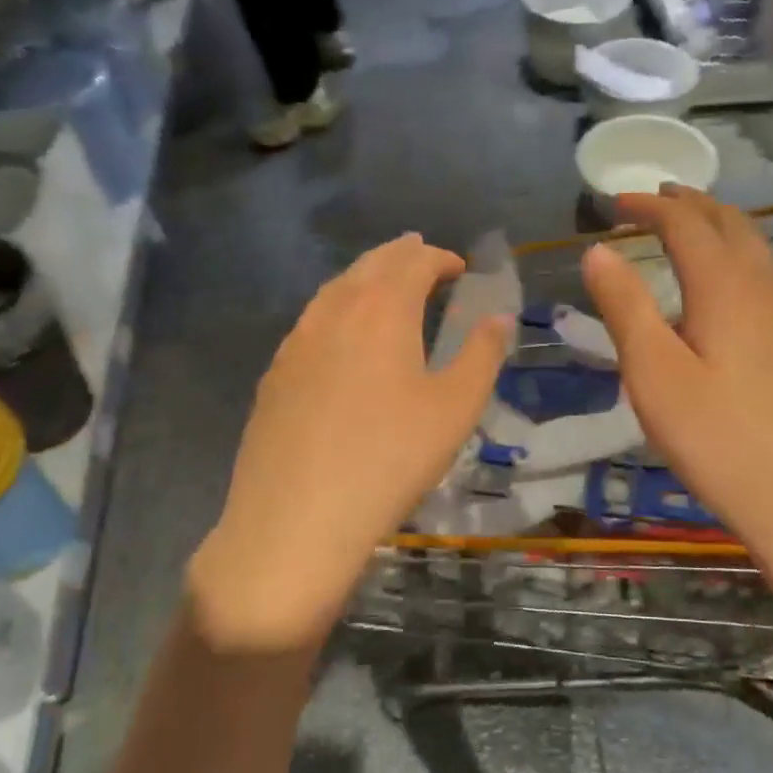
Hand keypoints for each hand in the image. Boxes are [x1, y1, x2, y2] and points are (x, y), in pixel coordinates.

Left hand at [188, 234, 509, 654]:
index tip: (459, 268)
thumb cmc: (390, 459)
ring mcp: (296, 342)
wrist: (296, 518)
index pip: (413, 262)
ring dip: (364, 278)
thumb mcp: (454, 409)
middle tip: (420, 254)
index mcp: (382, 311)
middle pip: (369, 266)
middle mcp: (334, 312)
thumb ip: (482, 356)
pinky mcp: (274, 375)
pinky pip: (311, 322)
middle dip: (399, 255)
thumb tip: (498, 318)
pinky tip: (340, 336)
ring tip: (382, 284)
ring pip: (334, 291)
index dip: (439, 258)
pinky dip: (336, 310)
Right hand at [581, 188, 772, 559]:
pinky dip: (738, 257)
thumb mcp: (654, 374)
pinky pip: (767, 276)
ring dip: (718, 227)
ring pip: (755, 248)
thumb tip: (598, 249)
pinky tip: (728, 288)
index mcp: (726, 285)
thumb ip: (625, 306)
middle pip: (729, 224)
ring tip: (688, 229)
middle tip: (654, 200)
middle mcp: (765, 287)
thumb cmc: (719, 439)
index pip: (685, 223)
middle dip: (689, 204)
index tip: (613, 201)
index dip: (648, 205)